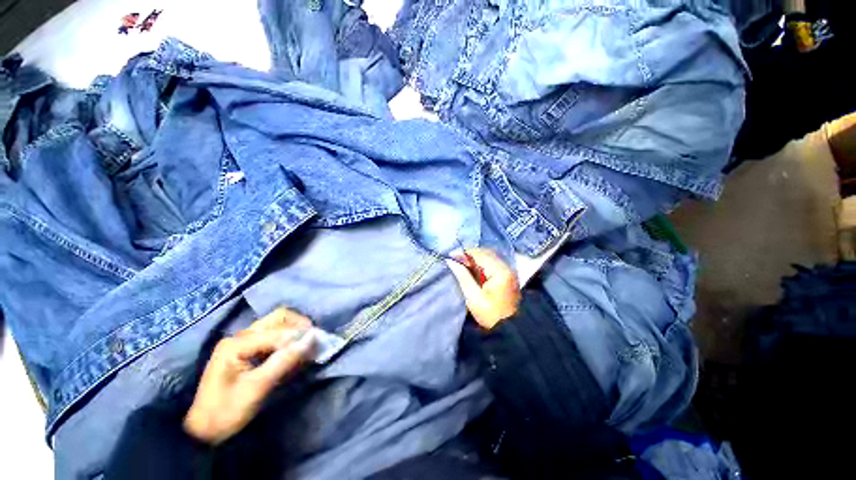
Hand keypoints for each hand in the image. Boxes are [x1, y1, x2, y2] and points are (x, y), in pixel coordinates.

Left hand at [183, 308, 315, 444]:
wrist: (203, 432)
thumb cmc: (227, 411)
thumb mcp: (257, 388)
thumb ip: (284, 360)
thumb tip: (311, 339)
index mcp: (237, 343)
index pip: (278, 330)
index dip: (300, 335)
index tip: (318, 344)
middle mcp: (240, 336)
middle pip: (278, 318)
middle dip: (299, 326)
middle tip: (313, 340)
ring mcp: (242, 342)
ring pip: (277, 325)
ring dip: (295, 332)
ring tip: (307, 346)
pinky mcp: (247, 350)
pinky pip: (273, 337)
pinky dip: (288, 341)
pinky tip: (294, 353)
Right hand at [447, 248, 520, 329]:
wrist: (510, 330)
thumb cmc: (490, 315)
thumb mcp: (473, 297)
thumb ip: (463, 276)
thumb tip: (451, 261)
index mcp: (500, 272)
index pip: (480, 254)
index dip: (464, 253)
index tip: (450, 256)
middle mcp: (507, 268)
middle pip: (486, 253)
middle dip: (470, 255)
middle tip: (456, 261)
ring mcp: (508, 272)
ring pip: (489, 258)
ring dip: (475, 259)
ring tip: (462, 265)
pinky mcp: (507, 277)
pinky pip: (492, 264)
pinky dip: (482, 265)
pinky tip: (473, 270)